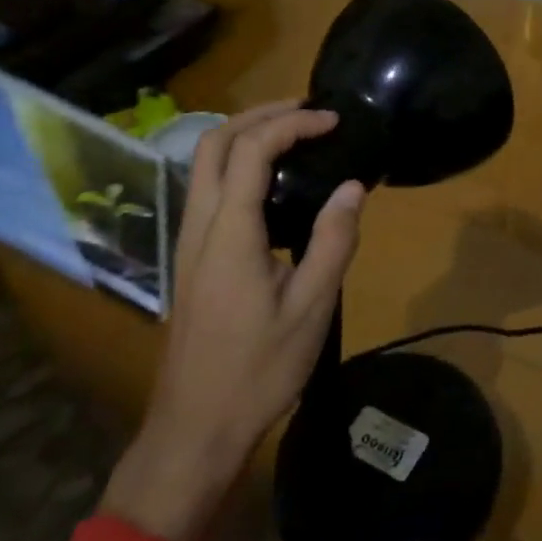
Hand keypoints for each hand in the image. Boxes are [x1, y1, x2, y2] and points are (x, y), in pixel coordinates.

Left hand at [103, 102, 365, 540]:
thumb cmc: (257, 370)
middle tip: (308, 111)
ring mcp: (188, 241)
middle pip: (214, 142)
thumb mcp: (311, 309)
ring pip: (204, 163)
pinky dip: (238, 162)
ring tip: (295, 135)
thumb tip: (353, 186)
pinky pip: (208, 187)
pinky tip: (272, 181)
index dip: (293, 123)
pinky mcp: (190, 257)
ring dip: (245, 134)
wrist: (194, 429)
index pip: (253, 150)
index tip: (333, 121)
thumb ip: (333, 241)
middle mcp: (200, 225)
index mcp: (229, 232)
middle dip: (260, 114)